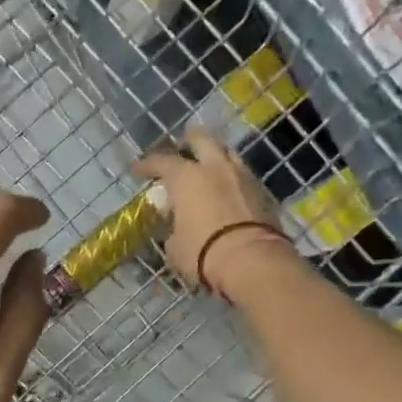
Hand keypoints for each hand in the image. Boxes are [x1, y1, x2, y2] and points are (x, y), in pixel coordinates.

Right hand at [134, 127, 297, 293]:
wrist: (252, 261)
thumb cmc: (203, 252)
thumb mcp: (175, 246)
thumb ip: (174, 229)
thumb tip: (177, 227)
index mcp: (186, 177)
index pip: (161, 161)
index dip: (147, 165)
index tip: (138, 169)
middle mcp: (215, 168)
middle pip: (201, 139)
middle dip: (189, 141)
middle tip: (181, 149)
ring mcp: (242, 176)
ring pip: (227, 154)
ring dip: (215, 158)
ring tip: (208, 170)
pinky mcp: (263, 192)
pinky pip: (243, 176)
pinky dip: (232, 180)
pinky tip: (227, 191)